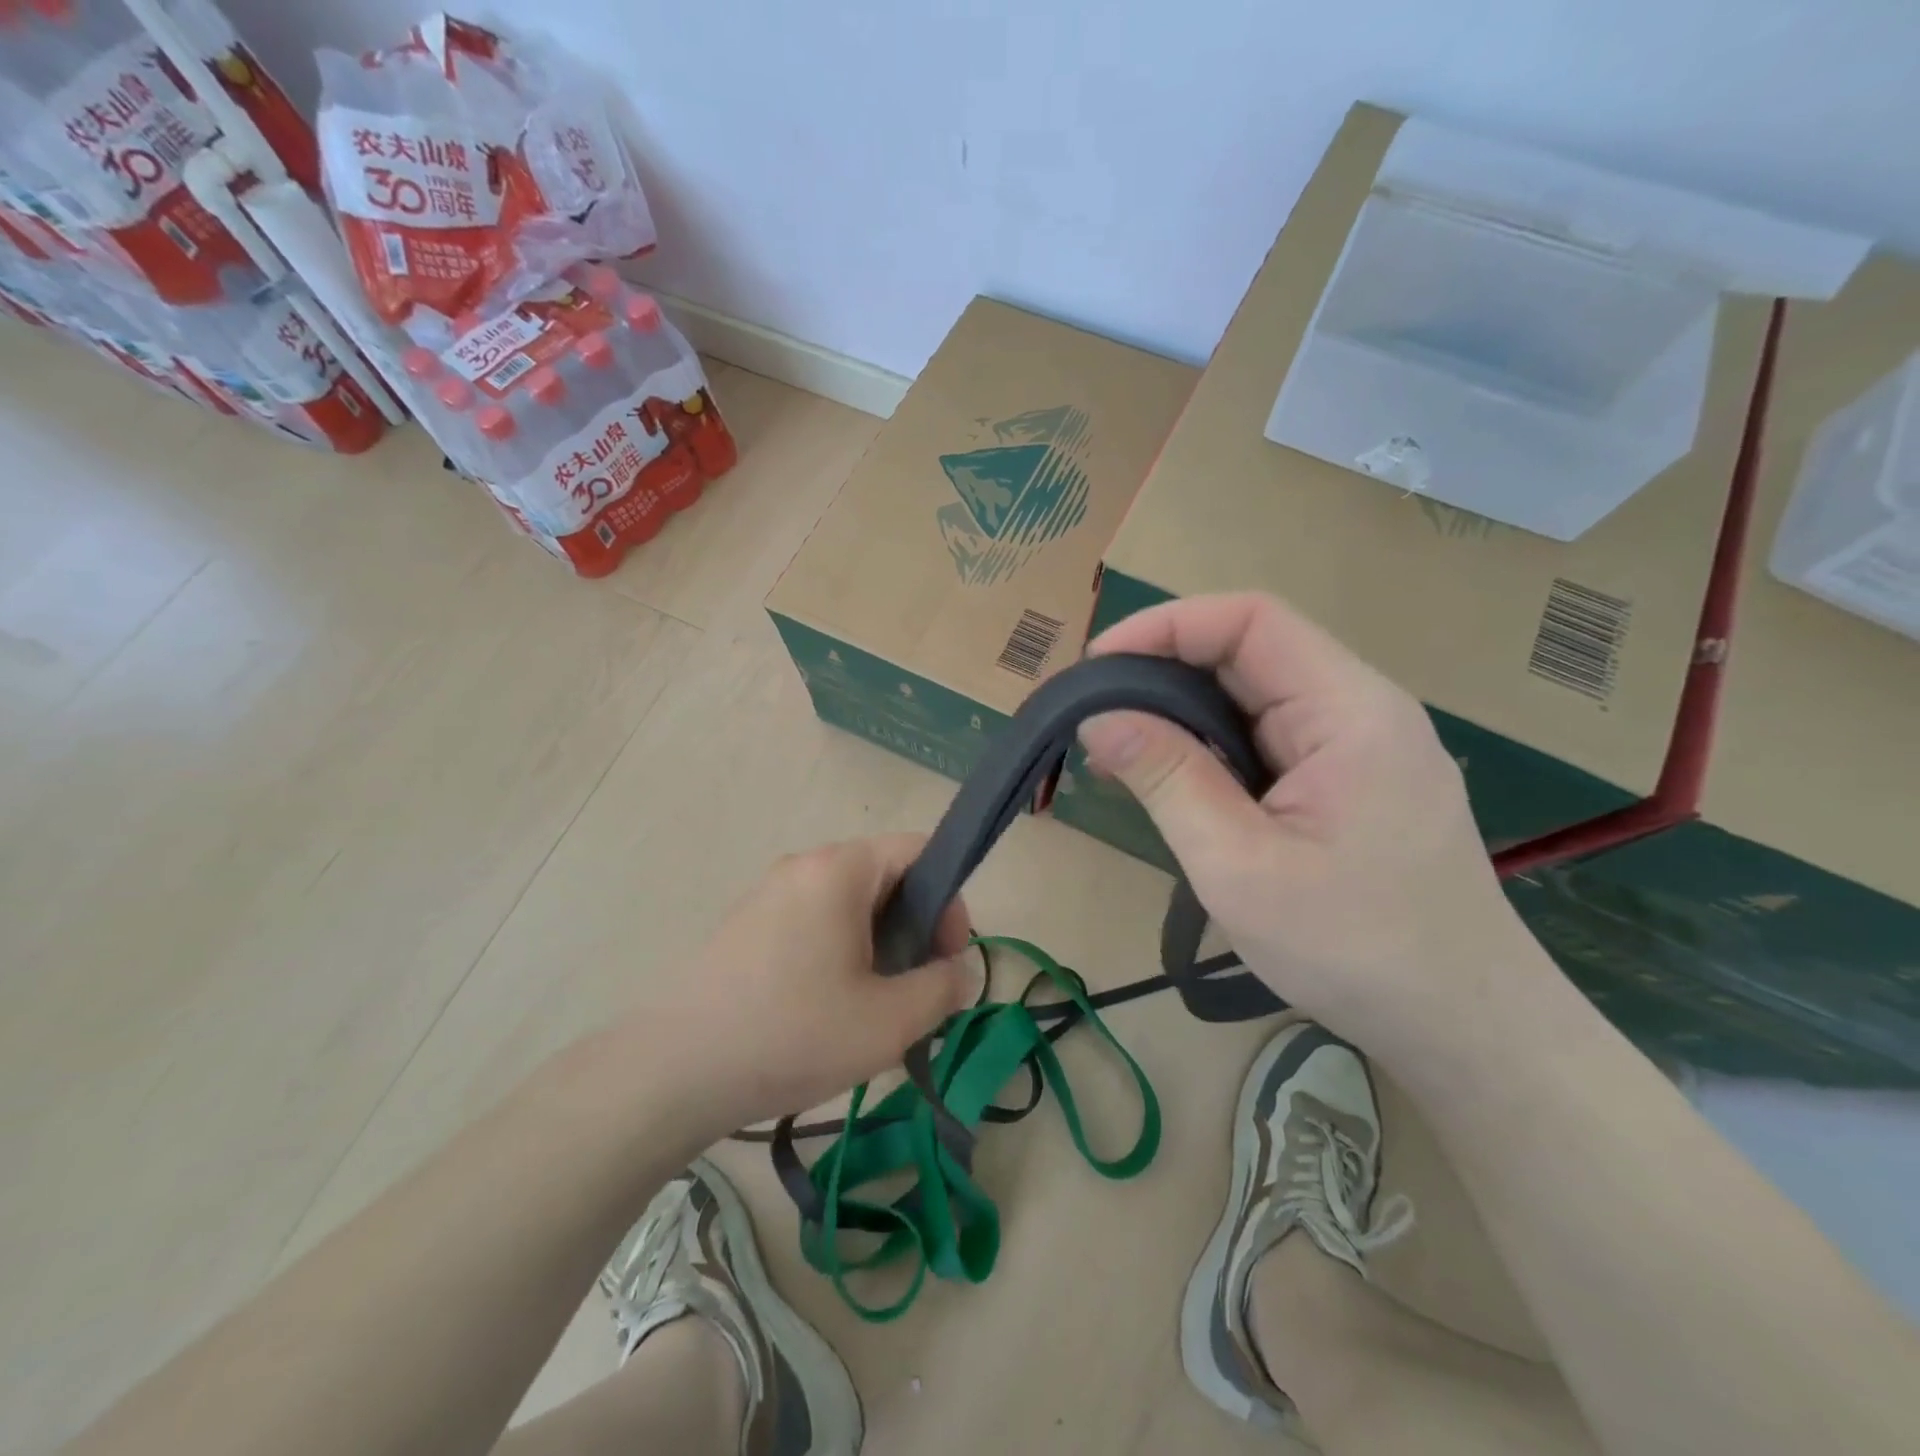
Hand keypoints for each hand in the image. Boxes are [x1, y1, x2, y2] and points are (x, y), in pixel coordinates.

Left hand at [650, 835, 976, 1134]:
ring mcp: (768, 894)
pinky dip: (839, 953)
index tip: (946, 958)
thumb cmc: (793, 1034)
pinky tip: (827, 1011)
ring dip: (877, 946)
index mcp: (840, 869)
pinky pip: (813, 923)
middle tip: (914, 991)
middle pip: (884, 877)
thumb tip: (958, 971)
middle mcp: (803, 866)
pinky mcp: (745, 926)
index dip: (949, 900)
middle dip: (914, 929)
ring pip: (848, 905)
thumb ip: (943, 988)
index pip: (920, 850)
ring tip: (873, 1009)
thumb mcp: (889, 1021)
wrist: (672, 1071)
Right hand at [1079, 593, 1547, 1060]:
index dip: (1167, 625)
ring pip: (1255, 697)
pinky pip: (1268, 738)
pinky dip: (1211, 747)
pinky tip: (1173, 781)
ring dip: (1183, 713)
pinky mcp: (1349, 781)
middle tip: (1094, 714)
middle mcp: (1360, 709)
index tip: (1096, 665)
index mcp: (1350, 710)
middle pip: (1251, 652)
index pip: (1251, 620)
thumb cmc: (1354, 948)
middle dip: (1164, 671)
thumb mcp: (1239, 865)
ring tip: (1119, 752)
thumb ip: (1168, 779)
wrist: (1465, 1026)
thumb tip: (1097, 716)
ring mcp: (1359, 746)